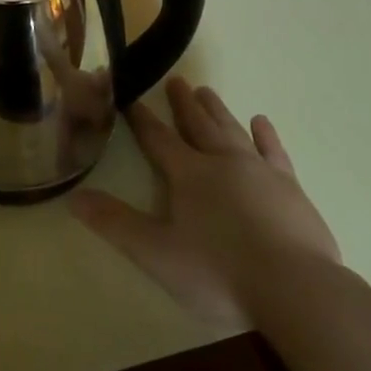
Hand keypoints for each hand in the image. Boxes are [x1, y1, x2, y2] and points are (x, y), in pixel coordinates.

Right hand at [71, 79, 341, 325]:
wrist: (296, 290)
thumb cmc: (220, 273)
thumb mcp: (157, 254)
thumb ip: (116, 224)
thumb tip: (74, 197)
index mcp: (189, 175)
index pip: (158, 139)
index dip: (142, 119)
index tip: (130, 97)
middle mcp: (223, 162)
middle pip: (198, 125)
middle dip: (184, 104)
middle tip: (176, 80)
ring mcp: (260, 172)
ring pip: (233, 130)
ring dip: (217, 111)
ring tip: (207, 92)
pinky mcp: (291, 188)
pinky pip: (274, 151)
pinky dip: (265, 134)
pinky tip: (261, 122)